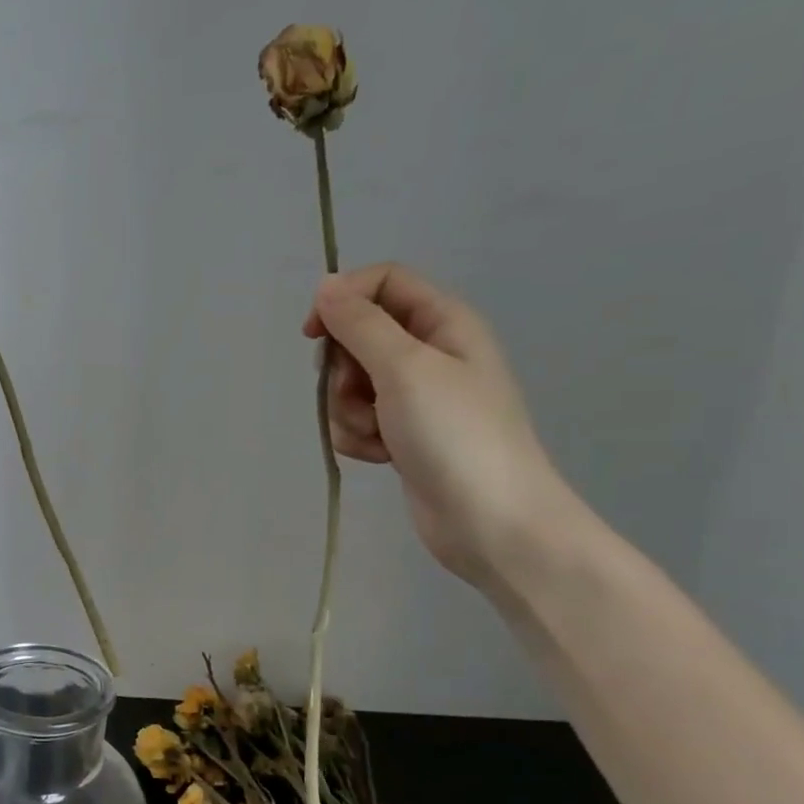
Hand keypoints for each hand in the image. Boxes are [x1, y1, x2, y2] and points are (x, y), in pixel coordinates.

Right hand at [303, 263, 577, 588]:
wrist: (490, 521)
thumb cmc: (454, 434)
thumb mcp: (405, 368)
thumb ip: (361, 323)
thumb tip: (325, 286)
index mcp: (442, 322)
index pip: (381, 282)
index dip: (342, 300)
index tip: (313, 335)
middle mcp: (429, 352)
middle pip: (358, 336)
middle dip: (343, 369)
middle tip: (359, 393)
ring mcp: (414, 397)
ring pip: (350, 383)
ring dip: (348, 410)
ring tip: (377, 435)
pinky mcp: (401, 434)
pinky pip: (357, 420)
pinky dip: (359, 436)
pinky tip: (381, 456)